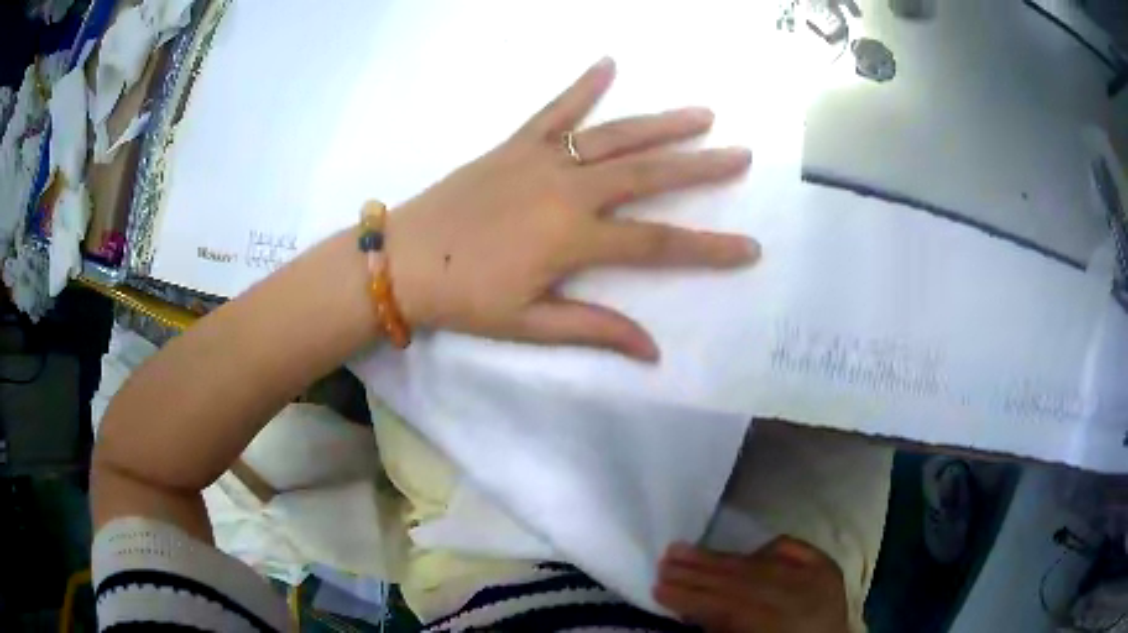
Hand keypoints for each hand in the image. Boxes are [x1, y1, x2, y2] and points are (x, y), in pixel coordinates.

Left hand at [387, 57, 758, 360]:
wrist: (403, 260)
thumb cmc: (464, 298)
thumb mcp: (529, 325)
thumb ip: (594, 330)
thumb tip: (653, 351)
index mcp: (573, 239)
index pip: (658, 245)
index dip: (708, 248)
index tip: (749, 247)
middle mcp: (567, 190)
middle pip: (648, 174)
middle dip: (701, 167)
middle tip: (742, 155)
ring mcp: (541, 160)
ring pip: (614, 136)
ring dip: (662, 123)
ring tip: (702, 113)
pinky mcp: (515, 144)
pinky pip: (554, 110)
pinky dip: (582, 86)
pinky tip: (608, 63)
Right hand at [654, 537, 850, 632]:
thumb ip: (722, 629)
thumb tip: (690, 610)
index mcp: (780, 625)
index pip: (730, 606)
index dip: (693, 597)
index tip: (658, 588)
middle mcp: (803, 598)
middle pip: (744, 580)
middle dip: (700, 572)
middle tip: (664, 562)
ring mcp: (819, 578)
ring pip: (761, 563)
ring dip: (720, 557)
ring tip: (684, 549)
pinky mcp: (828, 568)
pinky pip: (793, 549)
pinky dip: (765, 548)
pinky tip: (744, 550)